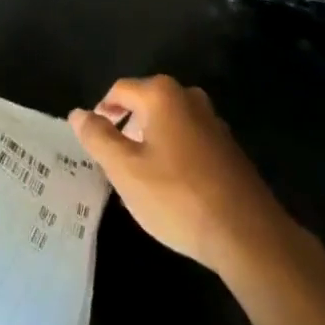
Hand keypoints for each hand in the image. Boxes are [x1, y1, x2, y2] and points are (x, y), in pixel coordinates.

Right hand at [70, 75, 293, 277]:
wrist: (248, 234)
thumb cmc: (178, 197)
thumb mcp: (126, 172)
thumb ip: (98, 138)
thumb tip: (77, 113)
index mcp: (161, 94)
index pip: (119, 90)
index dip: (102, 112)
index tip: (94, 140)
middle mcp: (188, 96)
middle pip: (145, 102)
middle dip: (127, 126)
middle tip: (115, 162)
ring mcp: (212, 120)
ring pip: (169, 122)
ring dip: (151, 141)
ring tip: (142, 177)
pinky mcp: (228, 147)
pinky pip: (190, 139)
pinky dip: (175, 153)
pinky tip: (174, 188)